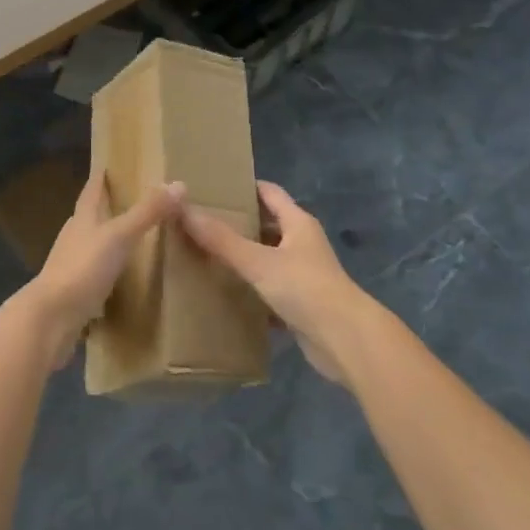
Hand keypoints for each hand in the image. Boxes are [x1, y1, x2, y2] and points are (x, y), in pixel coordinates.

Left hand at [19, 169, 186, 368]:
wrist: (51, 318)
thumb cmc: (83, 268)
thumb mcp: (119, 236)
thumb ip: (147, 212)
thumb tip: (179, 184)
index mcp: (82, 219)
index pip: (92, 190)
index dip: (100, 178)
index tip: (109, 165)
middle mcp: (74, 237)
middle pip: (90, 216)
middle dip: (106, 208)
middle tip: (130, 201)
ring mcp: (71, 266)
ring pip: (91, 245)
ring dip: (107, 240)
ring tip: (130, 238)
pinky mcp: (73, 292)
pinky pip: (93, 274)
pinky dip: (107, 271)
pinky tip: (120, 278)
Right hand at [181, 181, 373, 384]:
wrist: (346, 342)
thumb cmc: (305, 288)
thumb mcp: (258, 261)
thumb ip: (221, 239)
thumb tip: (183, 208)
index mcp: (298, 223)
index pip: (269, 192)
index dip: (244, 187)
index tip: (213, 188)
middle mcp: (303, 244)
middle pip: (268, 225)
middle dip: (239, 223)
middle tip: (202, 223)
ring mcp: (305, 275)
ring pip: (268, 259)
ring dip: (244, 258)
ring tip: (207, 256)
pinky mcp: (303, 305)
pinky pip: (271, 290)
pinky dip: (252, 291)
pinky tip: (227, 295)